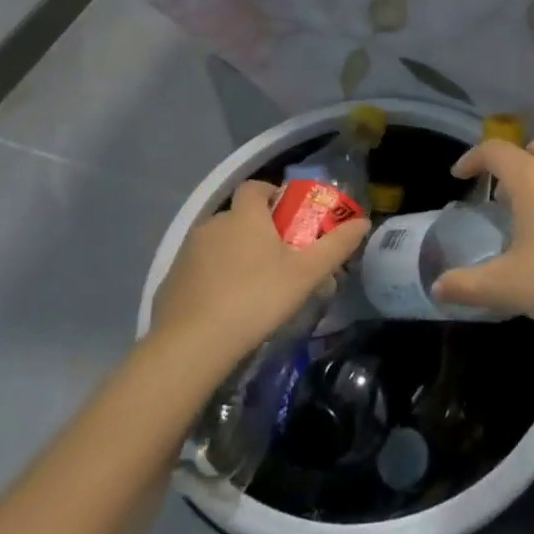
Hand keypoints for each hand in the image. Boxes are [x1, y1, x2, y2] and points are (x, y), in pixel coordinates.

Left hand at [148, 181, 368, 372]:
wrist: (190, 347)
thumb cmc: (255, 298)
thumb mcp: (306, 274)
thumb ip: (336, 246)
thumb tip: (363, 222)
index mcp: (244, 215)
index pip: (256, 187)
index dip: (273, 195)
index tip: (289, 218)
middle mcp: (213, 224)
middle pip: (239, 216)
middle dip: (258, 231)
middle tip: (279, 259)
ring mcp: (187, 253)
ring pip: (218, 244)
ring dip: (234, 255)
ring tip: (254, 287)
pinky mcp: (170, 282)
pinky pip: (198, 270)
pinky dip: (212, 279)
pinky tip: (225, 308)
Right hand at [430, 139, 533, 341]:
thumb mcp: (507, 286)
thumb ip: (468, 285)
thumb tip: (438, 288)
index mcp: (531, 177)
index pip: (494, 151)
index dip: (472, 159)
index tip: (459, 176)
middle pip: (532, 149)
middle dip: (512, 165)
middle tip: (500, 197)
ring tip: (532, 211)